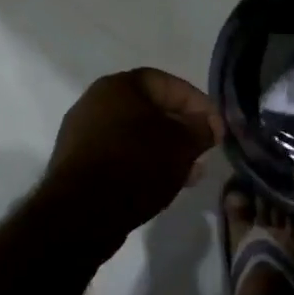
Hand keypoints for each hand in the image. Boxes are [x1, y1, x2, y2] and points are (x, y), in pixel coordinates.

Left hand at [43, 69, 220, 245]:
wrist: (82, 211)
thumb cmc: (136, 164)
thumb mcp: (182, 145)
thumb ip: (201, 129)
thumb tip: (208, 125)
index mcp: (118, 86)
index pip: (168, 83)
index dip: (198, 103)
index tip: (216, 128)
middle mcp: (95, 102)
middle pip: (150, 110)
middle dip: (181, 130)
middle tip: (203, 152)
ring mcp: (82, 133)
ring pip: (135, 136)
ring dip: (164, 151)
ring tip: (188, 174)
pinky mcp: (77, 163)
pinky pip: (118, 155)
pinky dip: (141, 164)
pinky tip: (159, 184)